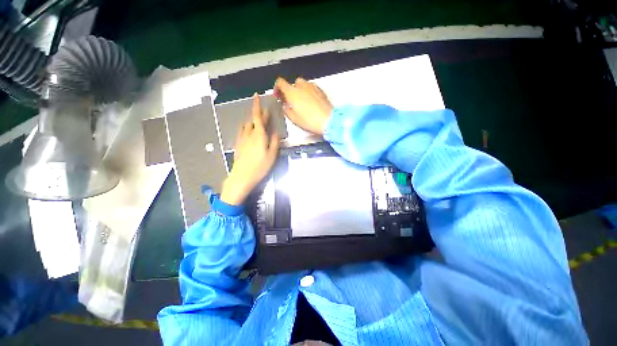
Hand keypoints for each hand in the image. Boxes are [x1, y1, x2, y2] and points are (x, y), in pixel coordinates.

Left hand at [220, 94, 279, 205]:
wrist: (242, 176)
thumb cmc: (260, 166)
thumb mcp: (272, 155)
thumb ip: (275, 142)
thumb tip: (276, 132)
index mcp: (259, 135)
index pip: (257, 116)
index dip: (257, 106)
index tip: (256, 96)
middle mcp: (249, 134)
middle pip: (254, 120)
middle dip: (259, 114)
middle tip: (265, 112)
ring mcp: (242, 139)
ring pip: (247, 125)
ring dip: (253, 121)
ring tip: (258, 121)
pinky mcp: (238, 144)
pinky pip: (242, 131)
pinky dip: (247, 127)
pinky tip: (248, 129)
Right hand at [274, 77, 333, 134]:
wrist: (328, 121)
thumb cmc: (309, 121)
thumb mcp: (294, 119)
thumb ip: (286, 110)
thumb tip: (285, 104)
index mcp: (292, 92)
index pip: (280, 82)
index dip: (277, 88)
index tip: (278, 97)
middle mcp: (301, 86)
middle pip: (292, 83)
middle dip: (290, 90)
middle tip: (291, 101)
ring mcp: (312, 87)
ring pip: (302, 84)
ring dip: (299, 90)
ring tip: (301, 101)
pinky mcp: (320, 90)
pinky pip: (311, 87)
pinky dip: (307, 91)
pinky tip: (310, 101)